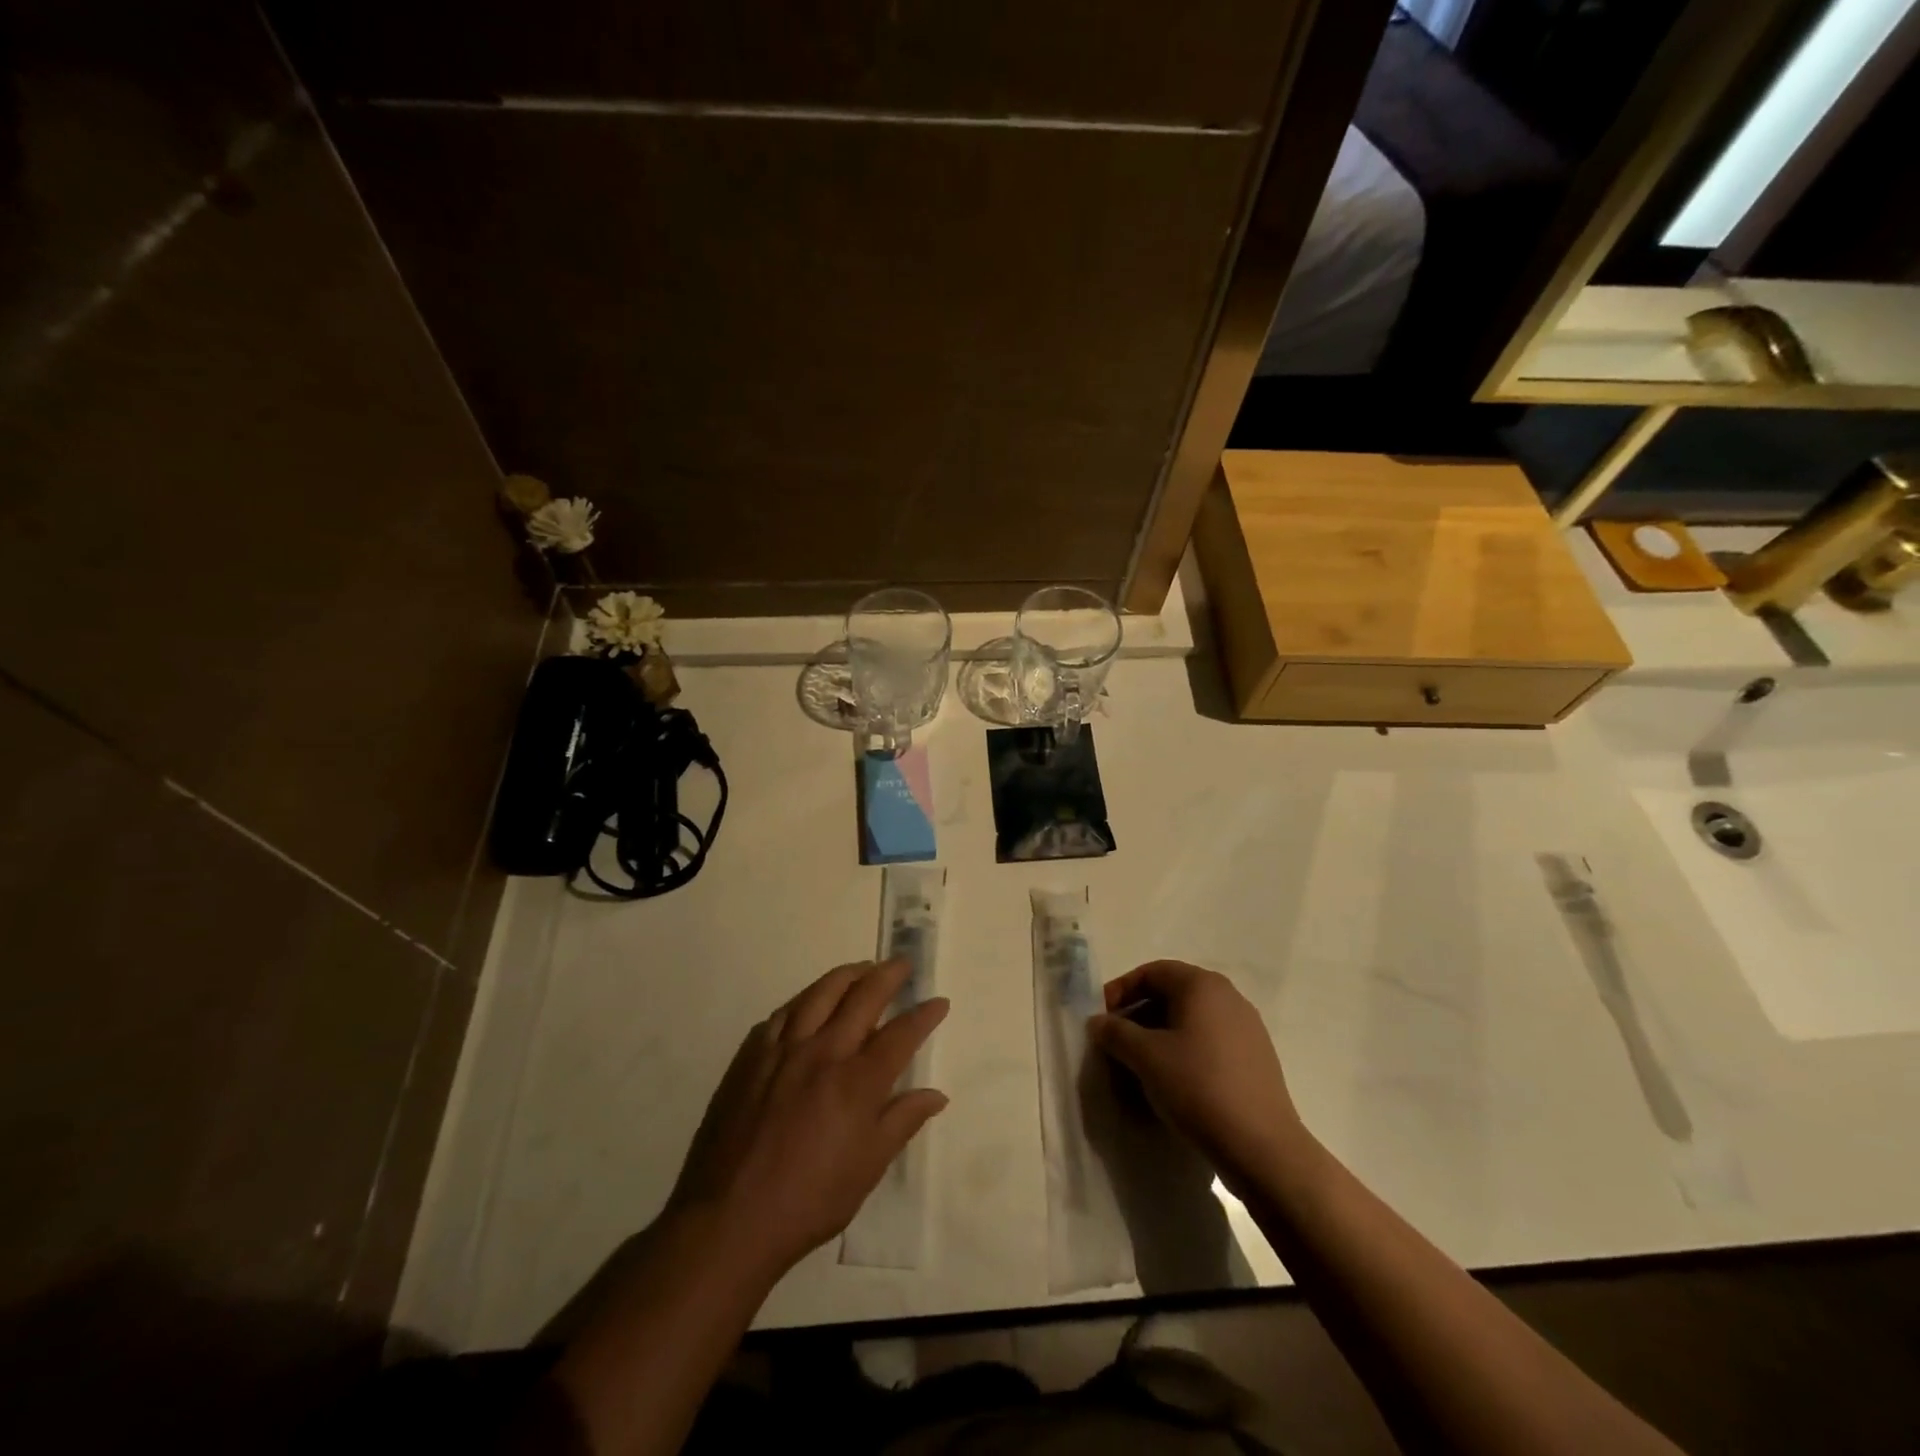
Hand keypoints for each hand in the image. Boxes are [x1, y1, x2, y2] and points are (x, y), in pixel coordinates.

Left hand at [668, 959, 948, 1278]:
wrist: (730, 1218)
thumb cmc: (809, 1200)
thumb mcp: (867, 1168)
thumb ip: (902, 1122)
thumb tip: (936, 1094)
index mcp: (857, 1082)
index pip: (900, 1035)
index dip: (924, 1015)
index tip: (939, 1001)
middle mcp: (823, 1053)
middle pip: (862, 998)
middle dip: (888, 975)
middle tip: (902, 963)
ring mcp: (784, 1050)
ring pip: (820, 993)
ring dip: (847, 975)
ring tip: (862, 968)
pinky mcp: (751, 1056)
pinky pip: (783, 1013)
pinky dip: (804, 999)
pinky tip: (809, 1000)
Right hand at [1088, 960, 1306, 1186]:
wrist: (1262, 1148)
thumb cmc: (1198, 1087)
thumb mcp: (1146, 1057)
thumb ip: (1115, 1032)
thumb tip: (1098, 1022)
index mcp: (1203, 986)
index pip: (1152, 972)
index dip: (1120, 990)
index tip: (1101, 1018)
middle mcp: (1228, 997)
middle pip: (1171, 995)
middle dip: (1137, 1016)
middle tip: (1115, 1044)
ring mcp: (1246, 1029)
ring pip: (1189, 1021)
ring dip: (1158, 1037)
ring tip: (1138, 1067)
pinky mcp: (1255, 1059)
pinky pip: (1208, 1043)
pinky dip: (1182, 1053)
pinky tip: (1170, 1083)